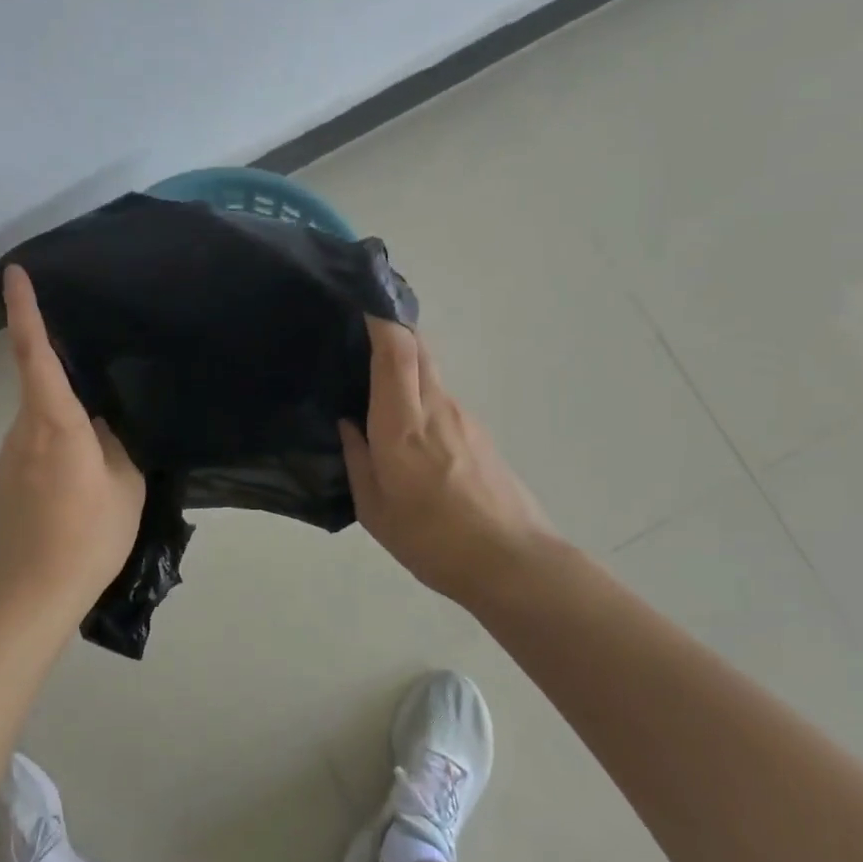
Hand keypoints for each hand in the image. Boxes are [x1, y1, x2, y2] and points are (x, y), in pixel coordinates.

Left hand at [0, 265, 145, 605]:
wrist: (33, 592)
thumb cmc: (90, 535)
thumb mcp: (125, 483)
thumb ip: (115, 441)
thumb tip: (102, 419)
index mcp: (56, 423)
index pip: (35, 354)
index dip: (24, 310)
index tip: (15, 273)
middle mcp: (23, 430)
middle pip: (38, 382)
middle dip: (62, 370)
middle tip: (101, 378)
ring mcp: (8, 454)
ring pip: (39, 416)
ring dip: (64, 417)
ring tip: (101, 448)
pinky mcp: (4, 477)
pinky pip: (33, 442)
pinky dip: (55, 441)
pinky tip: (79, 475)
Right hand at [339, 317, 554, 602]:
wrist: (512, 562)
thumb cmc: (432, 539)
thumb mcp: (376, 510)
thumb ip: (358, 459)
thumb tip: (350, 424)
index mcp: (402, 424)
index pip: (395, 350)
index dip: (379, 318)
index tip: (360, 299)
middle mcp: (436, 407)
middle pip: (417, 346)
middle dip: (391, 327)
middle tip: (360, 329)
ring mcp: (464, 417)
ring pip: (431, 370)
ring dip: (405, 362)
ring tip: (375, 381)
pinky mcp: (479, 433)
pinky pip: (442, 397)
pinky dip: (420, 392)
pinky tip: (408, 427)